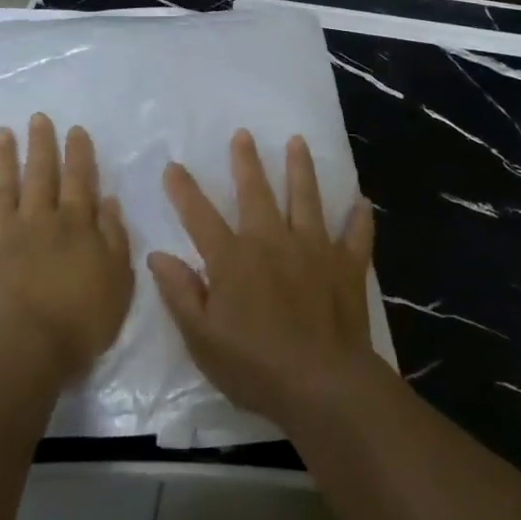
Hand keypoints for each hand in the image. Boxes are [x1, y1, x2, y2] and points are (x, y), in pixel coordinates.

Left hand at [0, 114, 132, 380]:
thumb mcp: (117, 278)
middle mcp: (38, 222)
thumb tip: (108, 200)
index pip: (79, 180)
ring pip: (2, 191)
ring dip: (3, 161)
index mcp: (75, 225)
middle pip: (40, 176)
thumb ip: (114, 236)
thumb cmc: (81, 319)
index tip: (75, 129)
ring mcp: (1, 238)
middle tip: (37, 118)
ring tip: (2, 134)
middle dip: (41, 145)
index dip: (78, 154)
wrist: (24, 350)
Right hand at [148, 130, 377, 428]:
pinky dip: (360, 218)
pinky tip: (362, 202)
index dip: (184, 190)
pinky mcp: (346, 265)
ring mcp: (314, 249)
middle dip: (246, 162)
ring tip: (298, 142)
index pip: (200, 216)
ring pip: (306, 199)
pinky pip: (356, 235)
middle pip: (257, 193)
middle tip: (243, 134)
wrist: (322, 384)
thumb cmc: (255, 366)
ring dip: (300, 169)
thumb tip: (158, 255)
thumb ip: (181, 293)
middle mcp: (273, 242)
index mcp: (234, 259)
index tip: (174, 165)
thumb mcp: (202, 338)